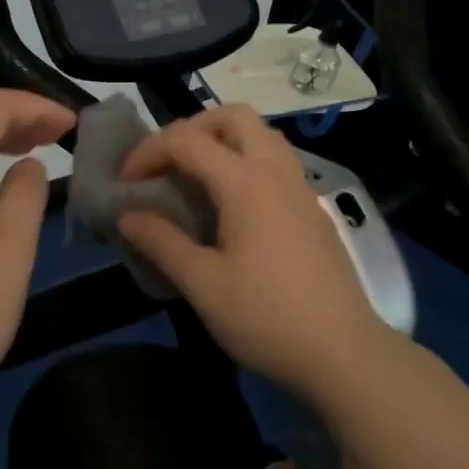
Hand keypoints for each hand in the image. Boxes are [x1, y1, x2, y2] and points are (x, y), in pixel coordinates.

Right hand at [117, 105, 388, 396]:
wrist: (343, 352)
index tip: (125, 184)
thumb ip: (162, 242)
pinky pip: (275, 161)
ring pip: (261, 135)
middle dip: (192, 128)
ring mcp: (300, 188)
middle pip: (234, 116)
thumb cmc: (266, 317)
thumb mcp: (203, 284)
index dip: (148, 152)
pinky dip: (245, 162)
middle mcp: (276, 171)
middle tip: (167, 164)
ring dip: (223, 141)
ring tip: (195, 179)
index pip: (187, 140)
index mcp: (246, 182)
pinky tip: (230, 207)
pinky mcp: (311, 209)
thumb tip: (127, 216)